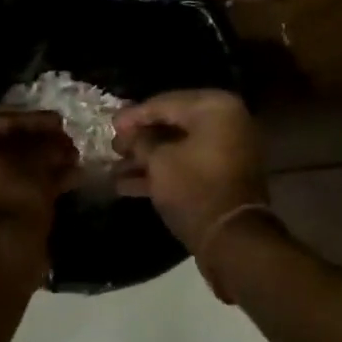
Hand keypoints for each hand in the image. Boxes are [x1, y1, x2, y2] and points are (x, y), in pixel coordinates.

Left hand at [0, 112, 77, 251]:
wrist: (2, 254)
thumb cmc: (13, 195)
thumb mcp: (37, 162)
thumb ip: (48, 145)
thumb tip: (60, 143)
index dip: (35, 122)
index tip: (61, 122)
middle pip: (0, 146)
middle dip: (38, 146)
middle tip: (67, 145)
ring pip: (4, 169)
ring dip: (38, 165)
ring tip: (73, 163)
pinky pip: (2, 189)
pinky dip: (30, 184)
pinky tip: (66, 181)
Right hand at [114, 90, 268, 251]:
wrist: (232, 238)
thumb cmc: (194, 188)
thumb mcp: (158, 160)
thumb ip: (141, 140)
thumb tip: (131, 133)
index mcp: (214, 107)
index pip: (165, 103)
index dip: (134, 115)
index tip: (110, 124)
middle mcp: (225, 122)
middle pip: (172, 124)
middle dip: (139, 138)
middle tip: (113, 146)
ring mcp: (225, 150)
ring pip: (177, 147)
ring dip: (146, 158)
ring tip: (113, 169)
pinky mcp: (221, 176)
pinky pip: (187, 165)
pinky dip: (161, 172)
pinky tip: (125, 185)